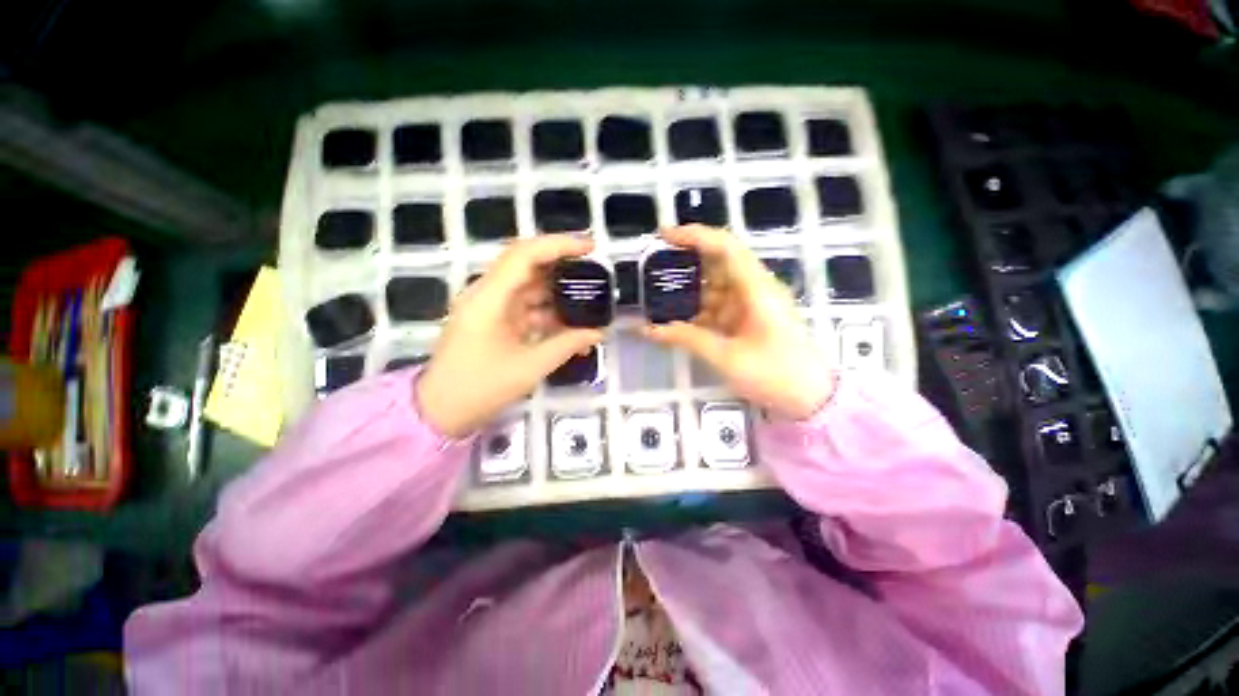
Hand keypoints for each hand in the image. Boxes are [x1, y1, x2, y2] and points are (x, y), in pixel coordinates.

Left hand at [417, 235, 603, 437]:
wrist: (441, 411)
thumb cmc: (481, 388)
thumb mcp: (531, 366)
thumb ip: (568, 344)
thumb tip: (600, 331)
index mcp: (489, 298)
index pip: (525, 255)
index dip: (559, 245)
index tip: (590, 247)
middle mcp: (487, 294)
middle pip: (528, 266)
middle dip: (563, 267)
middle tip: (595, 272)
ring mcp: (490, 307)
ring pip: (530, 288)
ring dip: (559, 294)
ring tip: (590, 301)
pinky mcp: (495, 320)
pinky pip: (526, 308)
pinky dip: (549, 314)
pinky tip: (571, 326)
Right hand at [643, 226, 835, 419]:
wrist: (812, 399)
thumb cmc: (774, 374)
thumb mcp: (726, 357)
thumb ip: (686, 338)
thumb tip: (648, 329)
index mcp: (757, 289)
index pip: (725, 247)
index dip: (694, 236)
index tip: (664, 236)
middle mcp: (756, 289)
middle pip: (718, 264)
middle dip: (685, 265)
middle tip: (653, 270)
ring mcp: (753, 305)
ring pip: (715, 287)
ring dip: (689, 293)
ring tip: (657, 297)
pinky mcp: (750, 319)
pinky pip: (719, 307)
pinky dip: (698, 312)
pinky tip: (676, 320)